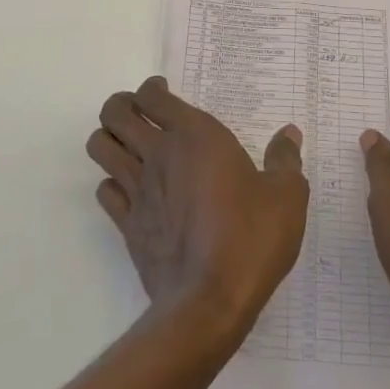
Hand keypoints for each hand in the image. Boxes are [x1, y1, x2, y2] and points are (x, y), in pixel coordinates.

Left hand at [87, 77, 307, 334]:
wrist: (210, 300)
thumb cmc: (251, 237)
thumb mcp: (286, 196)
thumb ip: (286, 159)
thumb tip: (289, 134)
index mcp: (194, 135)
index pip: (152, 95)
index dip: (152, 88)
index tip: (163, 92)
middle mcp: (158, 153)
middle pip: (115, 112)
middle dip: (121, 106)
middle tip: (140, 114)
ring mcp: (138, 189)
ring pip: (100, 147)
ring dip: (108, 139)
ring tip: (128, 146)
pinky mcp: (127, 224)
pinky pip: (105, 191)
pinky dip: (112, 185)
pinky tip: (131, 192)